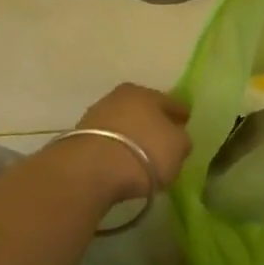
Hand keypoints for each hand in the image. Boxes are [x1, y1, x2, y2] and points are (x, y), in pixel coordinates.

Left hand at [71, 84, 190, 203]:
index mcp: (146, 93)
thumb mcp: (178, 147)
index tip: (186, 124)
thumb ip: (181, 140)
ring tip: (141, 156)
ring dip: (132, 137)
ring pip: (123, 125)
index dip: (181, 114)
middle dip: (153, 123)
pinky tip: (122, 164)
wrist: (89, 172)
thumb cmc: (144, 152)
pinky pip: (107, 144)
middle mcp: (119, 97)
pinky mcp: (77, 140)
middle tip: (163, 140)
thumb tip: (176, 139)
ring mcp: (95, 117)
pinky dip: (116, 151)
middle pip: (143, 110)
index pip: (171, 102)